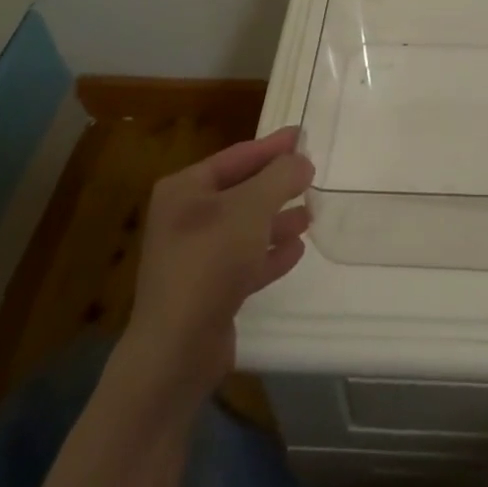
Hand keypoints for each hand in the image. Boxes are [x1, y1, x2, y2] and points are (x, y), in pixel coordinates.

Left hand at [122, 127, 313, 400]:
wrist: (176, 351)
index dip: (272, 145)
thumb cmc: (210, 261)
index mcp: (185, 189)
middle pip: (241, 190)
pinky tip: (296, 250)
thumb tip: (302, 160)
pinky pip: (243, 261)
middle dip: (277, 185)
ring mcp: (194, 256)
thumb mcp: (251, 208)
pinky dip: (268, 253)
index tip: (304, 135)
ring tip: (311, 214)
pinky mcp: (206, 291)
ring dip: (277, 219)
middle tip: (312, 175)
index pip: (237, 156)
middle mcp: (185, 218)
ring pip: (244, 227)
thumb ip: (280, 177)